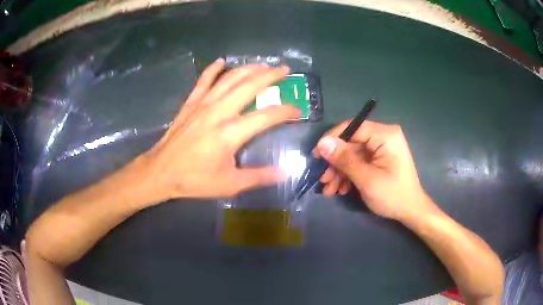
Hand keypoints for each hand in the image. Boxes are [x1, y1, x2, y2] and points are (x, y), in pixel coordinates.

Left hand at [141, 58, 299, 199]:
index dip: (285, 111)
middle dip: (270, 76)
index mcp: (230, 133)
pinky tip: (221, 61)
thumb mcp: (230, 184)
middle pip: (249, 86)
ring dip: (248, 69)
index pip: (266, 116)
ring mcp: (203, 104)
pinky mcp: (191, 103)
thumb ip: (259, 176)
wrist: (161, 171)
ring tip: (263, 65)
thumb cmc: (195, 179)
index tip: (297, 110)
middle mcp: (219, 112)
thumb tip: (286, 172)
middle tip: (285, 70)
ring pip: (229, 79)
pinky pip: (203, 80)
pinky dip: (213, 69)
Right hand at [314, 121, 434, 220]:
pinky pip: (359, 162)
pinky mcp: (379, 159)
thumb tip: (322, 143)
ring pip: (353, 155)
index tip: (317, 156)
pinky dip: (349, 175)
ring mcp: (381, 149)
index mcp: (385, 135)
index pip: (353, 127)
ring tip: (329, 190)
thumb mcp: (367, 179)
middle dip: (335, 163)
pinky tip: (341, 189)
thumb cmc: (393, 195)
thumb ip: (345, 160)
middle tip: (322, 180)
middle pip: (351, 143)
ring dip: (339, 172)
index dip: (332, 139)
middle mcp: (383, 137)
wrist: (411, 211)